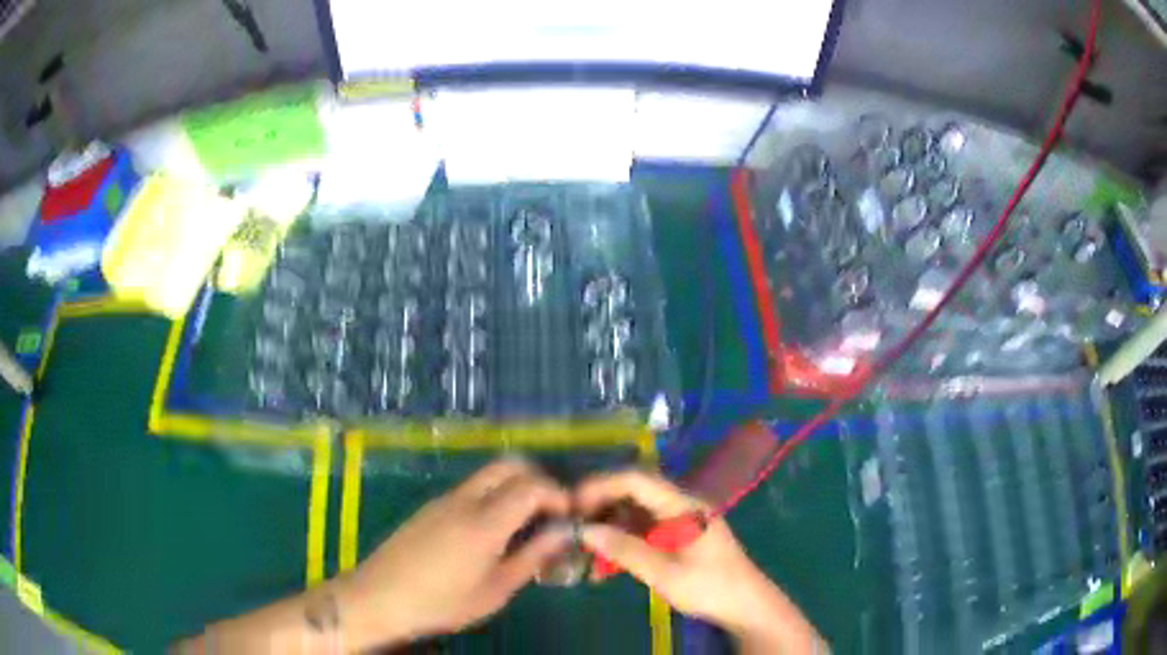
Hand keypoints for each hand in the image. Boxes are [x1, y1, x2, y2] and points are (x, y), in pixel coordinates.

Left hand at [337, 458, 571, 648]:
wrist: (379, 598)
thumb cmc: (442, 603)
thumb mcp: (495, 590)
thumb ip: (532, 557)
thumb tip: (563, 533)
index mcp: (484, 521)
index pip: (532, 486)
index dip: (558, 495)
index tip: (569, 517)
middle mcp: (464, 499)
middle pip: (509, 465)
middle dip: (538, 480)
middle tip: (550, 512)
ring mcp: (444, 499)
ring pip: (489, 474)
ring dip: (514, 487)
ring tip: (525, 524)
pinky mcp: (431, 507)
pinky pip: (471, 488)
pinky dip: (493, 496)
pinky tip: (492, 531)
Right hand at [576, 471, 822, 653]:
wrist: (746, 607)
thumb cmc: (710, 587)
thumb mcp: (666, 574)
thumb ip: (626, 551)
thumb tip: (585, 531)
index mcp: (683, 505)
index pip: (637, 480)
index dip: (601, 486)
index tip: (572, 504)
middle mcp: (680, 506)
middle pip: (633, 493)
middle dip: (600, 506)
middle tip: (570, 525)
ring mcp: (678, 522)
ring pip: (634, 514)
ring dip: (608, 528)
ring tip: (582, 548)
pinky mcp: (676, 538)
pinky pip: (642, 532)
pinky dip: (621, 543)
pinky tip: (603, 565)